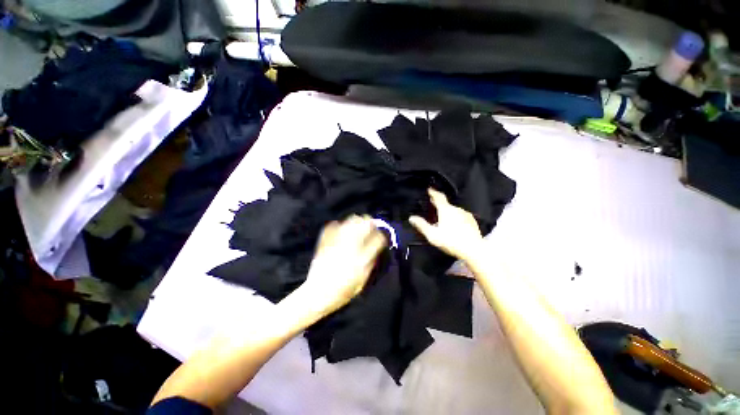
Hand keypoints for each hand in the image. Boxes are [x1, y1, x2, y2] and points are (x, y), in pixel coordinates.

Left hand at [298, 215, 387, 316]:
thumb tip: (375, 251)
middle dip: (369, 223)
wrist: (317, 294)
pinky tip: (340, 228)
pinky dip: (338, 225)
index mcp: (361, 259)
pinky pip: (332, 227)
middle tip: (370, 225)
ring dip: (356, 221)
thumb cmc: (342, 292)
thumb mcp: (362, 282)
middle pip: (363, 225)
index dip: (381, 235)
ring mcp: (336, 244)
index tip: (380, 235)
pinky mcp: (325, 243)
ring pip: (349, 222)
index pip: (377, 239)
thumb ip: (370, 265)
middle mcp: (350, 248)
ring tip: (358, 223)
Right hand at [409, 188, 483, 262]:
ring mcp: (465, 215)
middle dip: (439, 203)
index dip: (433, 193)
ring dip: (447, 211)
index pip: (439, 197)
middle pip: (446, 204)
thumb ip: (422, 225)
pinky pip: (461, 215)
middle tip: (432, 203)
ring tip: (442, 217)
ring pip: (453, 210)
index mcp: (446, 210)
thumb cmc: (451, 241)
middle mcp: (456, 209)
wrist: (473, 250)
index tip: (429, 189)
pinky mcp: (472, 221)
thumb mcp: (432, 235)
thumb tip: (411, 218)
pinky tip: (454, 224)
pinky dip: (455, 217)